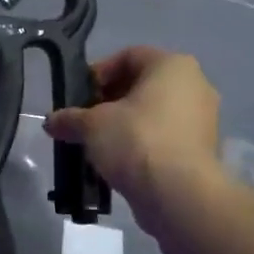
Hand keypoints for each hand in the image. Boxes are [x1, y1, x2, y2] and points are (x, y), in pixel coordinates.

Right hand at [44, 48, 224, 215]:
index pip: (128, 56)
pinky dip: (141, 146)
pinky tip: (118, 164)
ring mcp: (203, 121)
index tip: (79, 96)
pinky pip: (164, 139)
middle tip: (85, 121)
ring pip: (153, 114)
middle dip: (109, 102)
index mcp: (172, 66)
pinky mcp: (202, 152)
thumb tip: (51, 122)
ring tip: (97, 146)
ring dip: (123, 126)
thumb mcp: (92, 125)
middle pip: (141, 86)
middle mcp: (194, 86)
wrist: (180, 197)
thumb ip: (70, 118)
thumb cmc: (137, 141)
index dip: (98, 73)